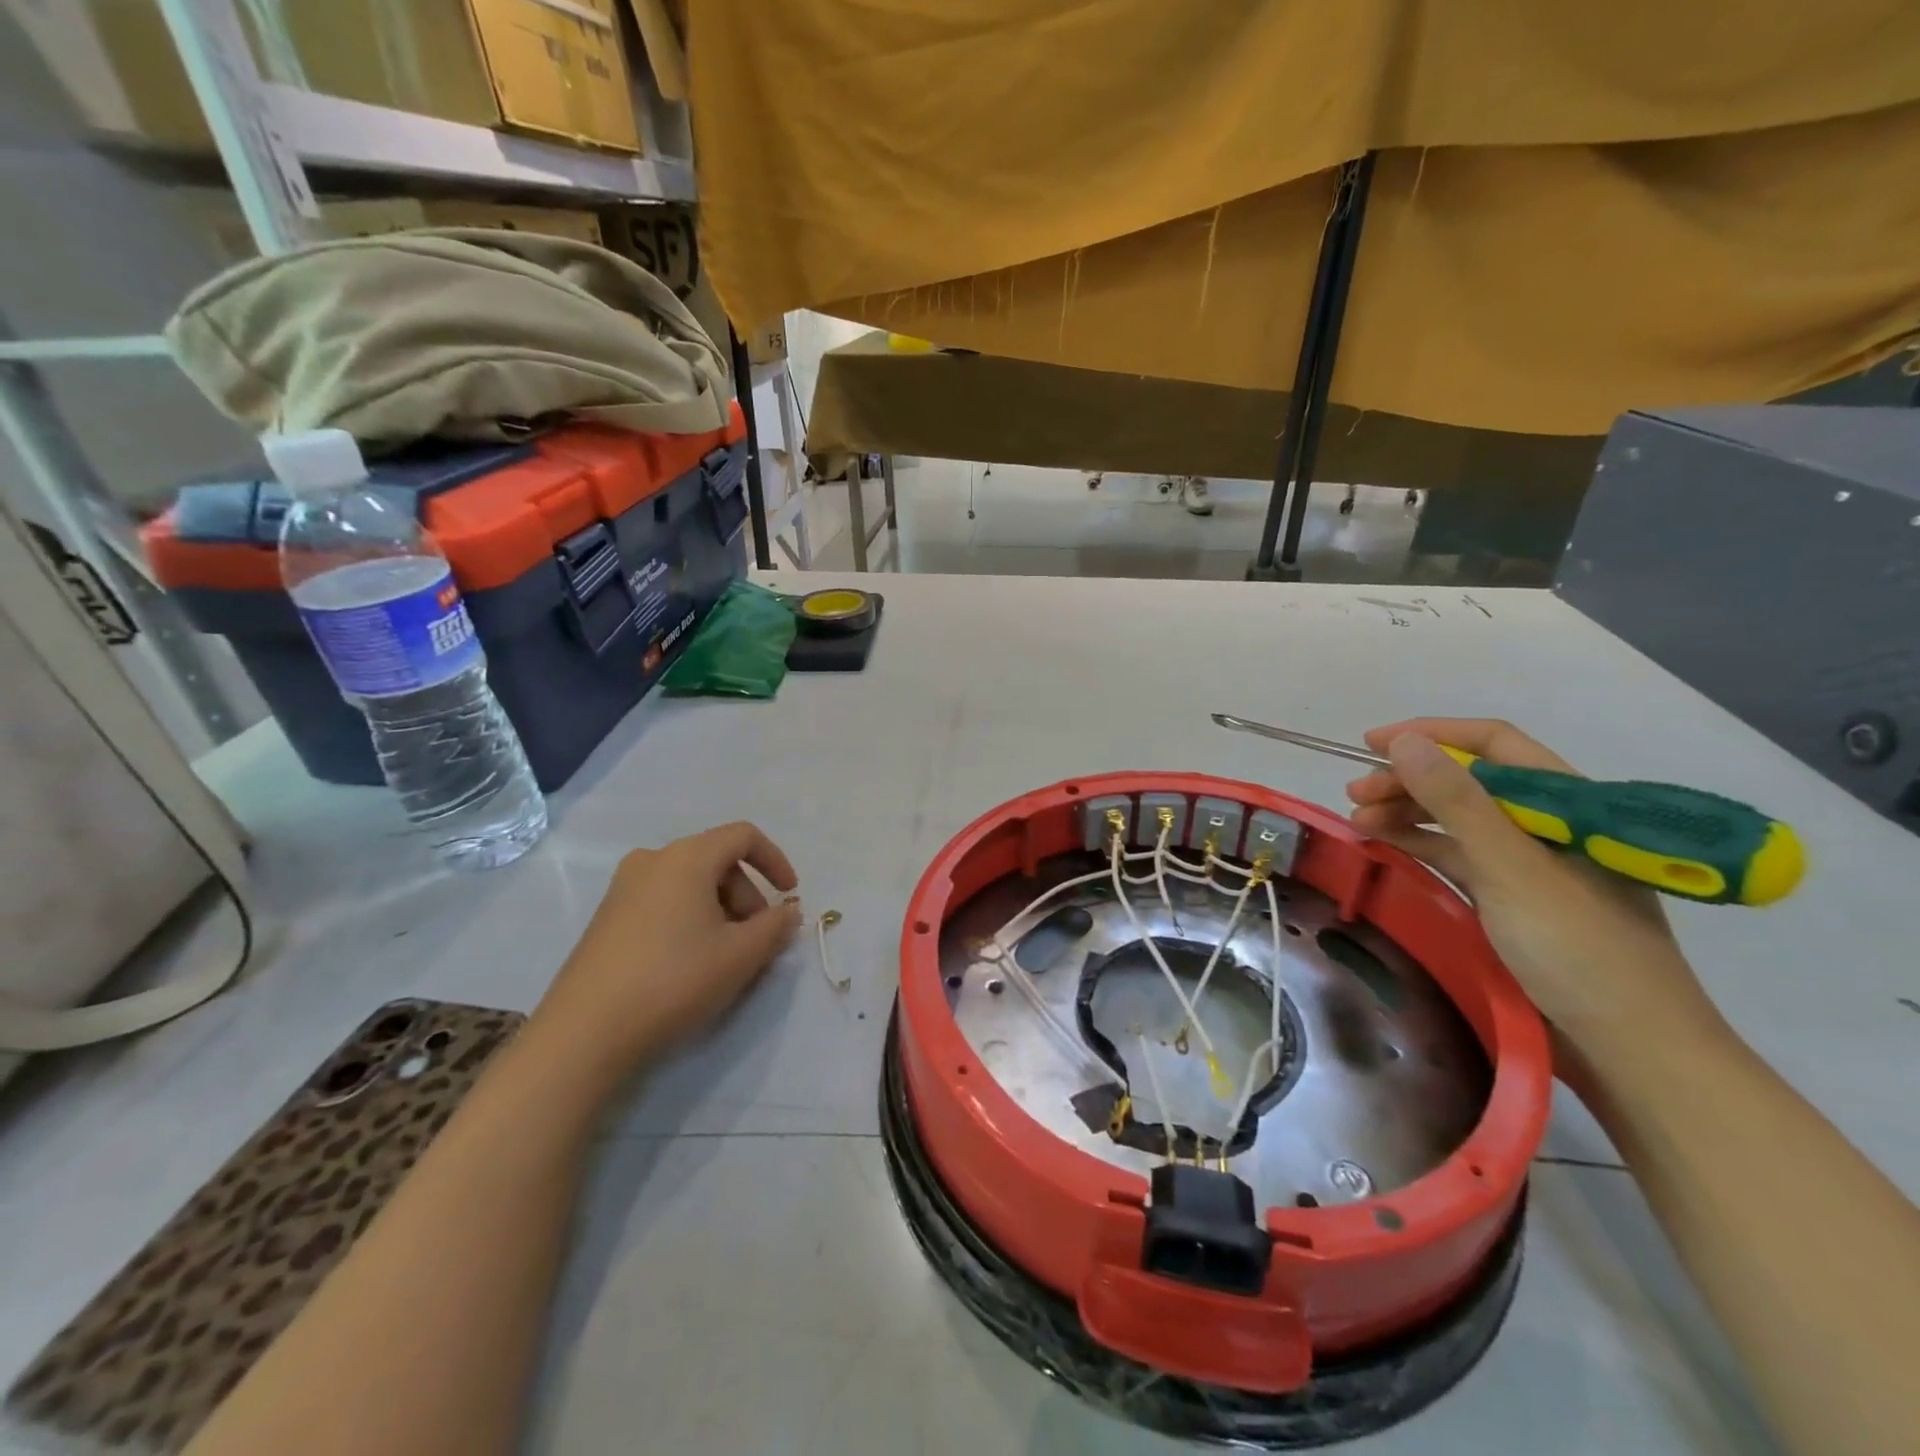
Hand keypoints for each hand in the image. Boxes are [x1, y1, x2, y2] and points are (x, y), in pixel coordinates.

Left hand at [533, 822, 802, 1072]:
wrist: (585, 1032)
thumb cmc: (674, 979)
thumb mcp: (741, 955)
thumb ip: (776, 926)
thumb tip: (787, 910)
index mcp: (687, 857)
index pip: (743, 836)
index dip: (775, 860)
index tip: (790, 896)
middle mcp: (652, 860)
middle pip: (717, 861)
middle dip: (747, 896)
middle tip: (757, 940)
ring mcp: (623, 888)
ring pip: (690, 884)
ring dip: (721, 911)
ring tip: (727, 957)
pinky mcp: (607, 918)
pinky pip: (664, 902)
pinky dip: (691, 920)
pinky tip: (691, 963)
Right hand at [1345, 719, 1721, 1054]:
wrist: (1631, 1049)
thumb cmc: (1577, 949)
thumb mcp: (1510, 869)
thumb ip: (1457, 802)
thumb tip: (1406, 741)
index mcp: (1568, 804)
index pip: (1494, 744)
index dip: (1432, 735)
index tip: (1372, 744)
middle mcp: (1549, 825)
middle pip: (1470, 782)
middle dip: (1409, 780)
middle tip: (1354, 794)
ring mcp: (1531, 863)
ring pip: (1459, 818)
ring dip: (1408, 812)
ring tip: (1359, 823)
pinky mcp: (1514, 897)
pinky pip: (1459, 855)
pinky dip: (1421, 845)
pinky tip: (1387, 846)